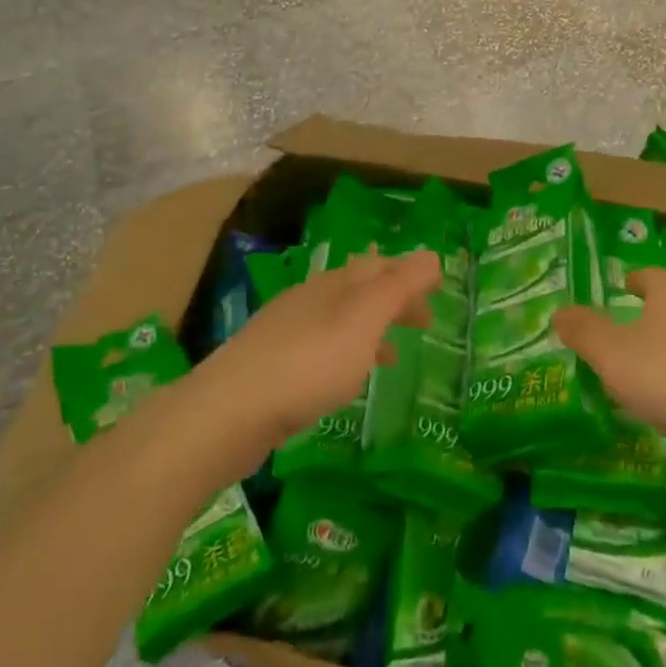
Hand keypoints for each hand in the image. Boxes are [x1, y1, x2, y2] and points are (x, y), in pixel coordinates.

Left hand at [196, 251, 441, 450]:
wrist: (229, 411)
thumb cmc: (308, 363)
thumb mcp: (363, 321)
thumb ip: (398, 288)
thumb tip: (430, 255)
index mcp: (334, 284)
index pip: (379, 266)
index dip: (409, 275)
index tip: (436, 292)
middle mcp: (310, 299)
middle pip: (359, 290)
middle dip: (393, 300)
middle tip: (423, 322)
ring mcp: (287, 331)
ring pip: (339, 320)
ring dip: (371, 329)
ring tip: (393, 356)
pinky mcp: (272, 365)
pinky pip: (321, 348)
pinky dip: (345, 354)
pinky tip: (346, 380)